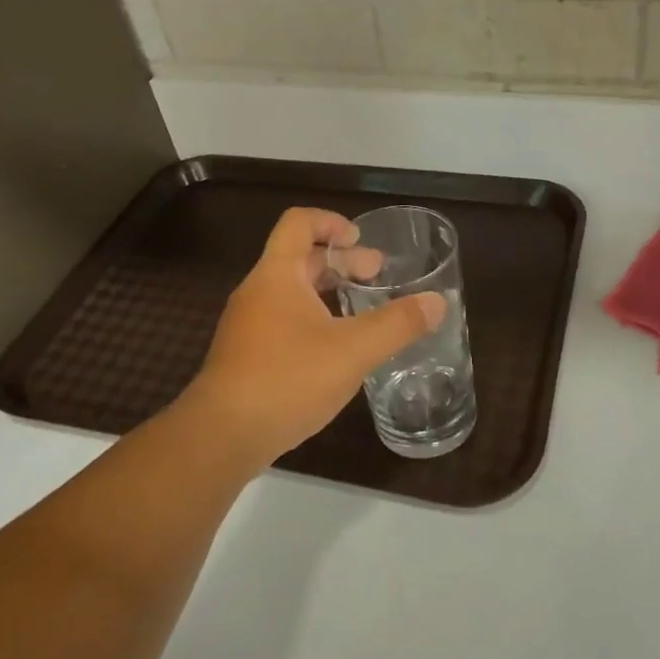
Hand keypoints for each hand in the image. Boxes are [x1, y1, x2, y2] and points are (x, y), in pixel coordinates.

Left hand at [179, 207, 446, 468]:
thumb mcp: (353, 350)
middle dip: (341, 261)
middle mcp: (257, 292)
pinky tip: (336, 349)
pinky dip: (313, 319)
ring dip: (328, 292)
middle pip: (299, 258)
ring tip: (363, 310)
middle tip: (377, 276)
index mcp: (277, 275)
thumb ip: (398, 324)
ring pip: (292, 292)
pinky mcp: (245, 355)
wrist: (222, 436)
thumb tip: (438, 303)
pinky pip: (283, 320)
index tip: (361, 241)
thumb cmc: (287, 379)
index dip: (331, 222)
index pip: (299, 223)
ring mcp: (247, 325)